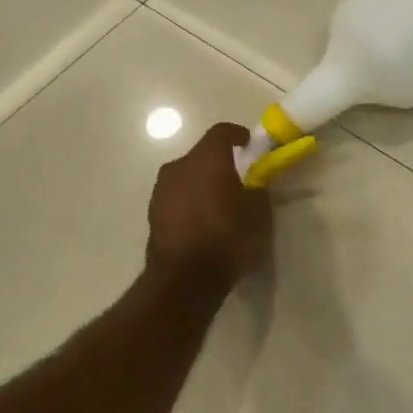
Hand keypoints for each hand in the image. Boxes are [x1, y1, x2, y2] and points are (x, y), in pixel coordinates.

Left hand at [147, 122, 274, 286]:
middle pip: (203, 155)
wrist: (184, 280)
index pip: (223, 132)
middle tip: (239, 183)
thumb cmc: (228, 240)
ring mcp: (161, 190)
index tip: (252, 149)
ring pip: (187, 176)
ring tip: (220, 207)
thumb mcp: (259, 215)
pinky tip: (203, 224)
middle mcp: (179, 166)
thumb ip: (258, 190)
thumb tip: (254, 182)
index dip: (239, 137)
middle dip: (221, 164)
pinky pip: (177, 197)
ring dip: (203, 184)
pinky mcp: (152, 213)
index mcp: (207, 159)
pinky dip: (190, 203)